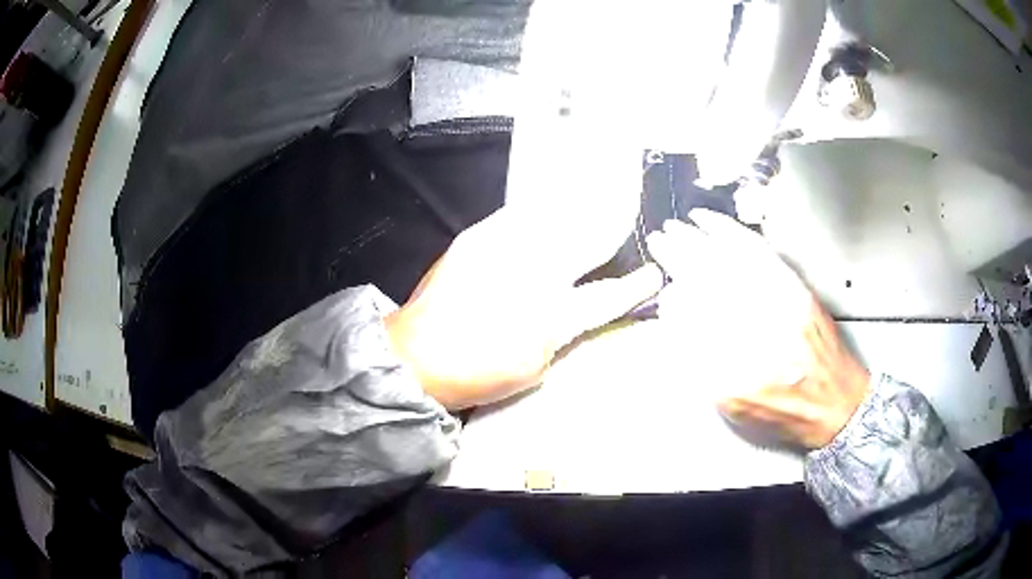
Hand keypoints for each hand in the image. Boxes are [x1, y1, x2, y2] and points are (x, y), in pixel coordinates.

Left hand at [386, 207, 662, 409]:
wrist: (415, 355)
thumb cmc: (477, 372)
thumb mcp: (534, 366)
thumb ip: (561, 332)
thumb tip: (573, 311)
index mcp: (551, 317)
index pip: (606, 297)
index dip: (634, 287)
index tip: (652, 275)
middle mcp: (532, 273)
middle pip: (585, 242)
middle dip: (609, 227)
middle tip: (624, 211)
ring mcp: (503, 249)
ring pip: (554, 219)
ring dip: (576, 209)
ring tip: (594, 193)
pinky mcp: (477, 238)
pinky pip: (517, 215)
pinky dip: (536, 212)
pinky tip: (544, 209)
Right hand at [647, 209, 869, 448]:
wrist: (832, 401)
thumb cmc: (783, 409)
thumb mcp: (734, 405)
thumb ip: (701, 367)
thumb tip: (676, 327)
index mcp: (740, 369)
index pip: (696, 320)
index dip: (674, 299)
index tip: (662, 293)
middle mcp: (761, 330)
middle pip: (712, 280)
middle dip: (679, 256)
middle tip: (658, 241)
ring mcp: (780, 302)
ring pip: (732, 261)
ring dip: (700, 239)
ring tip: (676, 227)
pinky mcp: (794, 286)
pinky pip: (759, 252)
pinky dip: (733, 233)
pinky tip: (715, 223)